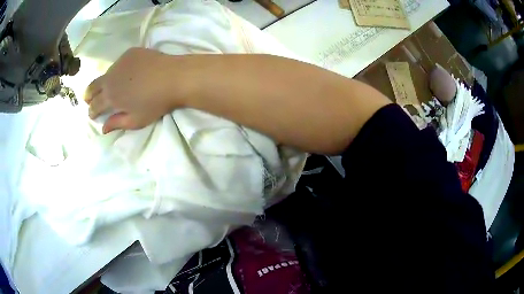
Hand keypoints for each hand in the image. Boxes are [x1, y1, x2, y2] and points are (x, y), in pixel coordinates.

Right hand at [85, 48, 189, 133]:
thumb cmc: (156, 103)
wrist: (175, 77)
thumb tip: (103, 129)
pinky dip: (118, 70)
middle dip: (89, 95)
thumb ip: (117, 123)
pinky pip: (119, 63)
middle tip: (88, 99)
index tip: (92, 115)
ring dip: (104, 82)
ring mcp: (120, 62)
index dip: (91, 111)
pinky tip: (125, 73)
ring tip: (107, 86)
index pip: (94, 105)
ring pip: (106, 74)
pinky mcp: (130, 52)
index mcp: (110, 97)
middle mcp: (110, 77)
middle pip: (93, 86)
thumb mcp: (136, 120)